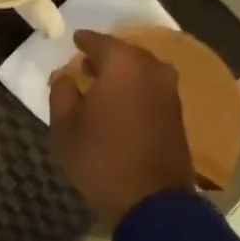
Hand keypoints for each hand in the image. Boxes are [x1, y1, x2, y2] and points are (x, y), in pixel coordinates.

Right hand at [49, 31, 195, 228]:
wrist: (150, 200)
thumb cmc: (99, 158)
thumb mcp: (64, 126)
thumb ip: (62, 92)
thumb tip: (65, 76)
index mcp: (123, 64)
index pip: (98, 41)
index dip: (83, 41)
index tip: (73, 40)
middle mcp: (152, 69)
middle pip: (125, 53)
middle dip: (105, 57)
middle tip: (86, 63)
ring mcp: (170, 91)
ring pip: (141, 71)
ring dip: (122, 75)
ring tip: (101, 85)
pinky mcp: (177, 113)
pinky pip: (150, 89)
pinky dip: (135, 90)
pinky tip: (120, 103)